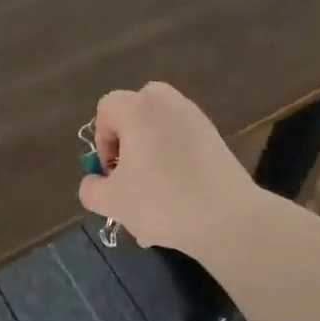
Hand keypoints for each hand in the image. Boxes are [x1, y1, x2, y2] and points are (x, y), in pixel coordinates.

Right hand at [78, 83, 258, 255]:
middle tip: (130, 178)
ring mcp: (195, 118)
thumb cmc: (162, 201)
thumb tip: (94, 182)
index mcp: (139, 108)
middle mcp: (167, 103)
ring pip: (159, 131)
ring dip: (149, 157)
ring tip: (153, 199)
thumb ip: (91, 188)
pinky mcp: (215, 137)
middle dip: (126, 144)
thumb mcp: (113, 201)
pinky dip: (174, 163)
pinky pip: (181, 142)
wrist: (228, 218)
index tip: (111, 173)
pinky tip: (178, 200)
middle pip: (135, 113)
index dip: (101, 142)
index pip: (106, 109)